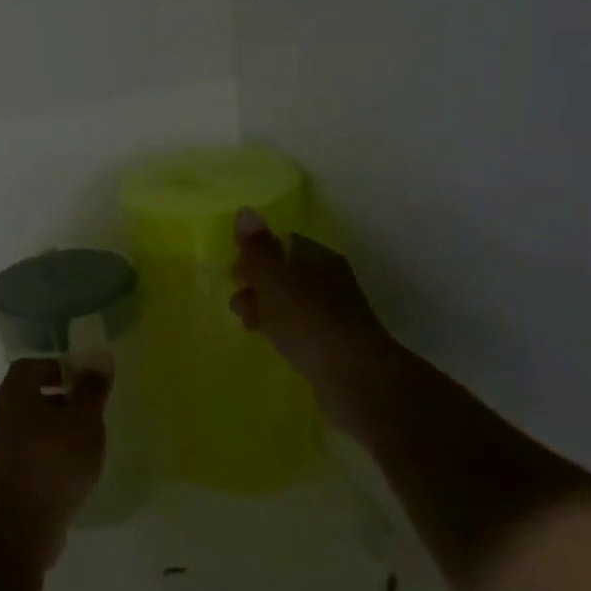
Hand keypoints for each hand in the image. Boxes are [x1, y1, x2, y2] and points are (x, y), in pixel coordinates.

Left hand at [0, 358, 108, 565]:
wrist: (20, 525)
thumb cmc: (54, 461)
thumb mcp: (83, 420)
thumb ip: (91, 389)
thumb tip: (99, 355)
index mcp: (14, 395)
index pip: (29, 367)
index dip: (55, 367)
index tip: (82, 380)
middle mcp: (2, 418)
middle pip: (29, 398)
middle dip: (60, 401)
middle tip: (90, 411)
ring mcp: (2, 452)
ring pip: (31, 430)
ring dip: (57, 432)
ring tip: (88, 444)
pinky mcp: (7, 482)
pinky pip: (32, 458)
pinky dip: (51, 458)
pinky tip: (74, 474)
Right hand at [230, 208, 402, 434]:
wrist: (356, 379)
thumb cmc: (309, 321)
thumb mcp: (275, 280)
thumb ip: (258, 248)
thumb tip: (245, 211)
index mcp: (319, 258)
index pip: (282, 243)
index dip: (255, 254)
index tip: (234, 275)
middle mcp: (330, 280)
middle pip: (285, 272)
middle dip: (256, 284)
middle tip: (238, 304)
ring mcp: (335, 313)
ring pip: (290, 302)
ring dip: (265, 309)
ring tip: (248, 326)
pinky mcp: (334, 343)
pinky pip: (299, 327)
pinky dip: (281, 330)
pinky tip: (272, 342)